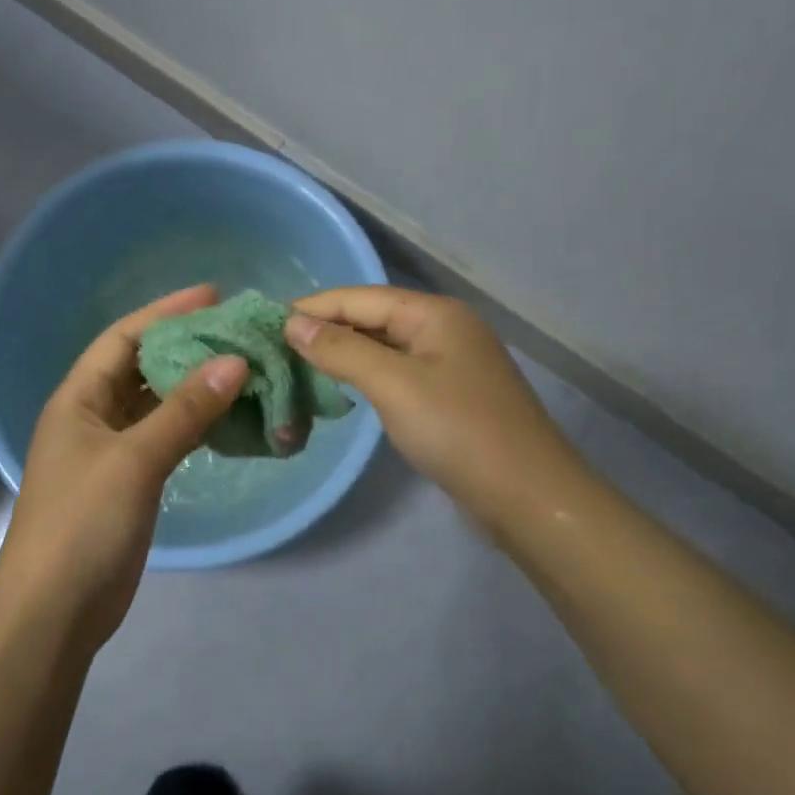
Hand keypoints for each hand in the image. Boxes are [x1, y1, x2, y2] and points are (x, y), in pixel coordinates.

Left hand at [0, 285, 247, 651]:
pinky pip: (165, 438)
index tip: (213, 296)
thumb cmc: (83, 524)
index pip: (123, 338)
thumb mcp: (135, 460)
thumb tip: (235, 362)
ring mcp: (110, 452)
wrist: (54, 612)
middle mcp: (92, 417)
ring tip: (243, 368)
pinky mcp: (128, 483)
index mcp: (78, 398)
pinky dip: (194, 425)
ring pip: (156, 404)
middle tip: (237, 333)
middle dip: (185, 347)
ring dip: (194, 387)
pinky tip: (227, 417)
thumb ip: (185, 410)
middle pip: (141, 367)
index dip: (165, 312)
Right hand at [287, 287, 581, 536]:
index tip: (265, 322)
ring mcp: (450, 364)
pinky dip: (365, 377)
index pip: (360, 297)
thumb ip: (340, 350)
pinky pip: (397, 374)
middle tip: (275, 348)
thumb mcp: (393, 384)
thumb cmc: (458, 431)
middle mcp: (444, 329)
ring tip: (297, 366)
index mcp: (434, 313)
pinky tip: (341, 389)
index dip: (313, 308)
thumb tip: (293, 324)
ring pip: (383, 348)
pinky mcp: (450, 396)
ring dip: (343, 355)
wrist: (528, 497)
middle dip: (325, 330)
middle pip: (372, 318)